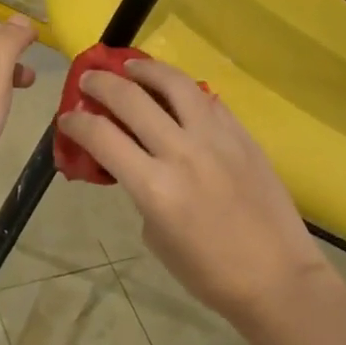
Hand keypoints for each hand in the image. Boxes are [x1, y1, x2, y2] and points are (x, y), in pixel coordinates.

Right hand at [57, 58, 324, 321]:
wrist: (278, 278)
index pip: (101, 136)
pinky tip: (175, 91)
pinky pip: (207, 100)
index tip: (67, 116)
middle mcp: (181, 152)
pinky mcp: (242, 135)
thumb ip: (141, 191)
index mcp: (154, 187)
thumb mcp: (156, 237)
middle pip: (130, 98)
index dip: (76, 121)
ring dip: (145, 69)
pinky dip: (183, 89)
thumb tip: (134, 162)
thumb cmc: (209, 273)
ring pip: (174, 83)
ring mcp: (216, 138)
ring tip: (130, 66)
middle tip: (89, 80)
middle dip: (101, 84)